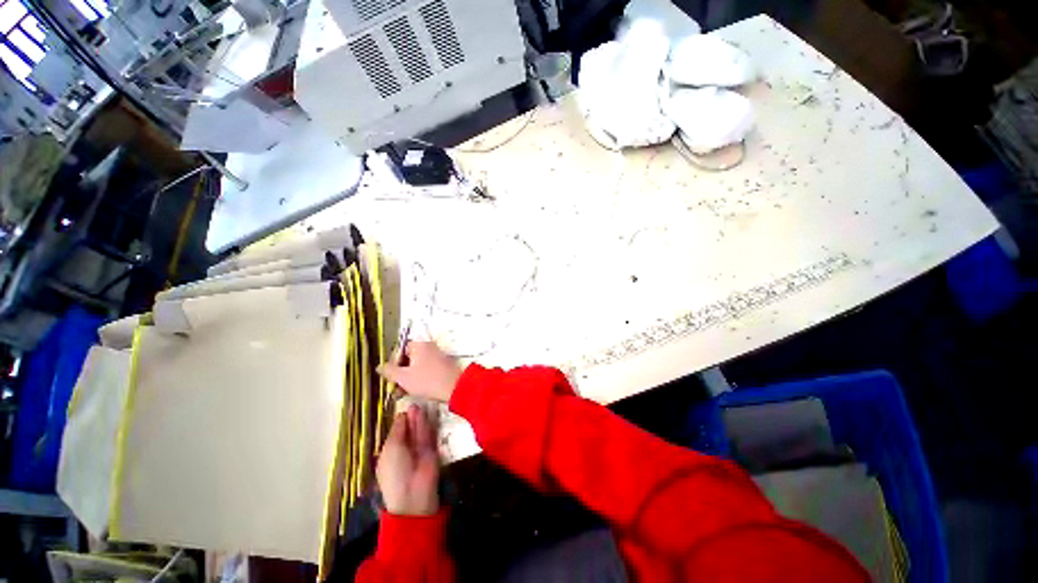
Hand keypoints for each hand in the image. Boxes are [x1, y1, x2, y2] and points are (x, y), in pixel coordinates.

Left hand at [377, 405, 439, 515]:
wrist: (413, 492)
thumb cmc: (395, 471)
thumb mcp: (391, 448)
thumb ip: (397, 430)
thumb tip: (401, 415)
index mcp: (390, 453)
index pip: (395, 434)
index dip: (399, 422)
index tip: (403, 407)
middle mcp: (404, 451)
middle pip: (408, 431)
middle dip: (409, 419)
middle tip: (413, 403)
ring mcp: (418, 451)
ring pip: (418, 432)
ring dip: (418, 419)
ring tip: (418, 405)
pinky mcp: (431, 450)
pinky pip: (427, 435)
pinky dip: (426, 425)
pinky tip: (424, 413)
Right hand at [379, 341, 461, 402]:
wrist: (455, 388)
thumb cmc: (428, 380)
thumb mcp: (404, 378)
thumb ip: (389, 371)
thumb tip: (380, 366)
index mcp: (420, 345)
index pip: (400, 349)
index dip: (392, 363)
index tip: (390, 376)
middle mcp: (429, 348)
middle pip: (408, 358)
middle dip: (400, 373)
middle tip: (395, 387)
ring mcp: (437, 356)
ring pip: (416, 366)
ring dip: (408, 378)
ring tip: (403, 393)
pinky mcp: (442, 366)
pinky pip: (426, 370)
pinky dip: (418, 378)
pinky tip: (415, 391)